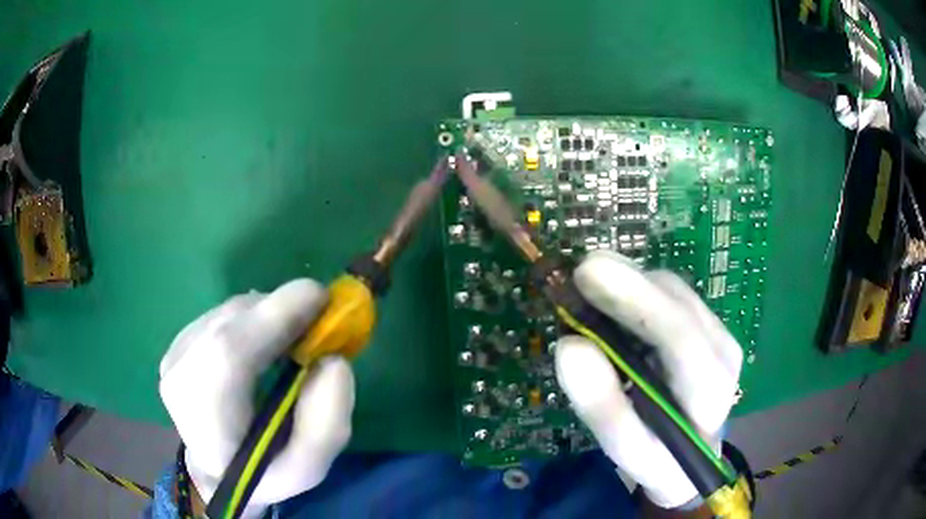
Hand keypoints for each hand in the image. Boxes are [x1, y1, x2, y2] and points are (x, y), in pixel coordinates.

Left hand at [159, 279, 353, 517]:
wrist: (216, 471)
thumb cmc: (263, 476)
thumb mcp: (308, 468)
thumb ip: (327, 424)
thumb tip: (334, 360)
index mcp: (205, 418)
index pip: (229, 352)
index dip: (275, 316)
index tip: (322, 299)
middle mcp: (180, 376)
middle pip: (230, 323)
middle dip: (280, 311)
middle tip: (319, 318)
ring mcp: (174, 355)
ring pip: (228, 313)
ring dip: (268, 315)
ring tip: (293, 338)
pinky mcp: (178, 343)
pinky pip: (223, 315)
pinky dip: (253, 318)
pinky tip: (265, 343)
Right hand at [554, 251, 741, 508]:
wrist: (693, 456)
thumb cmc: (661, 461)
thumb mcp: (629, 450)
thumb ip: (603, 406)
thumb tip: (569, 346)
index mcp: (711, 392)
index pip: (680, 340)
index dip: (636, 302)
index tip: (587, 275)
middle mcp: (723, 351)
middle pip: (677, 302)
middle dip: (628, 282)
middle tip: (580, 273)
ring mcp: (719, 332)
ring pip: (672, 290)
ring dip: (630, 284)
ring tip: (590, 292)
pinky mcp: (708, 324)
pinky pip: (670, 294)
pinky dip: (637, 289)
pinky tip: (614, 301)